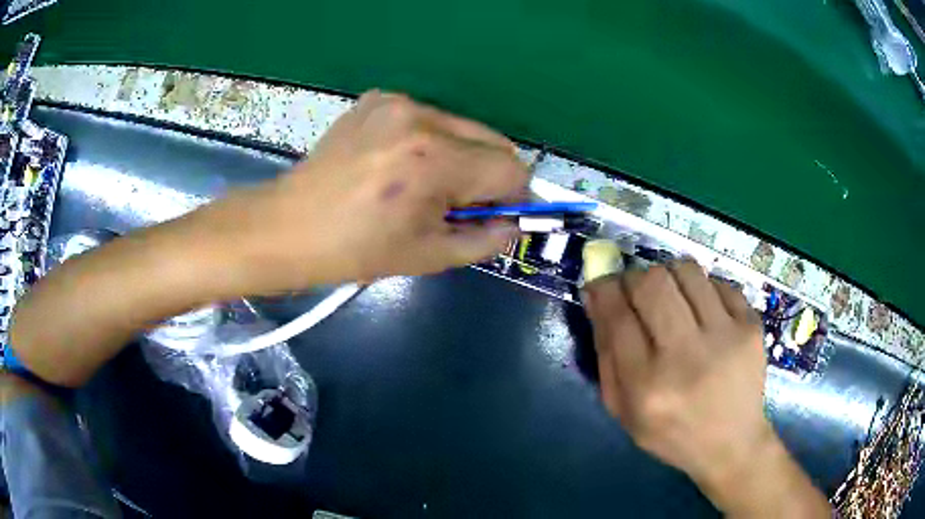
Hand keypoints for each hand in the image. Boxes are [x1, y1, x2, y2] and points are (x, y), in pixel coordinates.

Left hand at [198, 90, 527, 294]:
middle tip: (461, 205)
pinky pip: (429, 118)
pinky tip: (401, 164)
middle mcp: (421, 119)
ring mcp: (397, 102)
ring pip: (463, 128)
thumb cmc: (355, 251)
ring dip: (462, 157)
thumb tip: (515, 224)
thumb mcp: (428, 256)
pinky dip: (431, 141)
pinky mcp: (378, 99)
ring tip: (425, 186)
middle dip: (490, 176)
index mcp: (434, 161)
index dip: (516, 196)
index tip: (502, 216)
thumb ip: (485, 240)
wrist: (289, 226)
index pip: (511, 169)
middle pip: (493, 141)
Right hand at [582, 259, 774, 504]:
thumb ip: (606, 355)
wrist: (732, 444)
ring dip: (669, 276)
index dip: (604, 289)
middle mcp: (687, 357)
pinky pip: (718, 282)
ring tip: (671, 297)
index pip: (618, 316)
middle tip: (635, 290)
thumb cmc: (671, 433)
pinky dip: (701, 289)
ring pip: (686, 271)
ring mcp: (725, 337)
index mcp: (647, 386)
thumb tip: (597, 296)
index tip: (600, 283)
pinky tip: (702, 313)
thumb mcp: (623, 411)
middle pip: (652, 283)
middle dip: (634, 277)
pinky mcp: (751, 326)